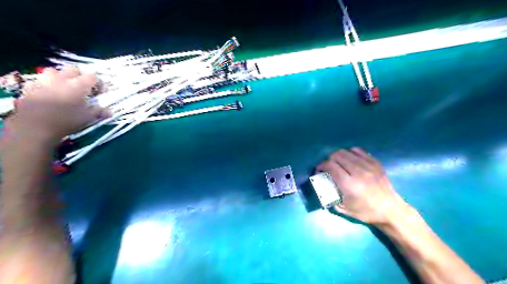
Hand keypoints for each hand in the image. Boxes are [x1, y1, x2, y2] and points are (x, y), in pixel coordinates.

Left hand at [7, 68, 109, 142]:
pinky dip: (44, 85)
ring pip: (53, 71)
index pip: (93, 77)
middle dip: (80, 76)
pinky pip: (39, 81)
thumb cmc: (67, 120)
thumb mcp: (87, 117)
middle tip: (84, 88)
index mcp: (79, 85)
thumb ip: (99, 112)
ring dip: (60, 77)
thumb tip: (110, 112)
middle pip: (73, 70)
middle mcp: (62, 79)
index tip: (101, 92)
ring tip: (64, 87)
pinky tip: (47, 94)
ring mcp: (44, 82)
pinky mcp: (30, 88)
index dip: (99, 83)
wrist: (35, 126)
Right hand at [318, 149, 413, 225]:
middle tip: (328, 168)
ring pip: (346, 152)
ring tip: (338, 164)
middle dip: (328, 160)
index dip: (321, 166)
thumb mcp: (344, 209)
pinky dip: (350, 153)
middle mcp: (358, 172)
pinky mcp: (375, 163)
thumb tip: (322, 186)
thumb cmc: (366, 212)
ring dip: (338, 156)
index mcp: (349, 184)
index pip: (330, 166)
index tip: (319, 171)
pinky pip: (358, 151)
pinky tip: (349, 160)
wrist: (391, 210)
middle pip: (337, 156)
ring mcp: (368, 165)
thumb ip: (330, 196)